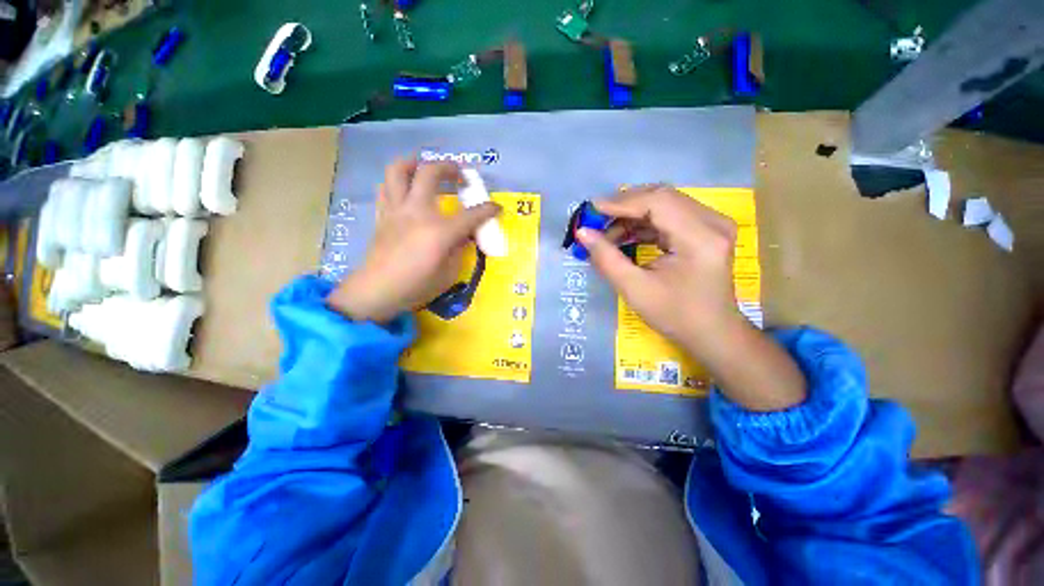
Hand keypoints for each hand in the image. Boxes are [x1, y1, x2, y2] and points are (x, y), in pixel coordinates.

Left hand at [328, 160, 500, 322]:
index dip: (488, 210)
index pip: (471, 215)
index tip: (497, 208)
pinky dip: (397, 182)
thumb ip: (460, 250)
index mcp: (440, 231)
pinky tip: (406, 189)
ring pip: (399, 170)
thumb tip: (464, 236)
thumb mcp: (449, 273)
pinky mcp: (383, 214)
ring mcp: (397, 210)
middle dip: (450, 168)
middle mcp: (417, 212)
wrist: (378, 290)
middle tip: (460, 174)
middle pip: (431, 173)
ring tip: (426, 168)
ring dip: (415, 163)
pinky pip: (386, 188)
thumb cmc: (417, 285)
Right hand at [576, 185, 740, 352]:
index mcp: (700, 237)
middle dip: (624, 207)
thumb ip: (606, 258)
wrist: (711, 333)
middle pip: (661, 198)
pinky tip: (624, 237)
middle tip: (596, 221)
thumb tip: (582, 232)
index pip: (657, 202)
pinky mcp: (705, 231)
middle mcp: (712, 222)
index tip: (591, 210)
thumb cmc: (675, 316)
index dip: (621, 203)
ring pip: (664, 205)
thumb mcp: (635, 289)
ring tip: (606, 234)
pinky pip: (669, 217)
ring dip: (632, 216)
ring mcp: (712, 224)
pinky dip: (643, 225)